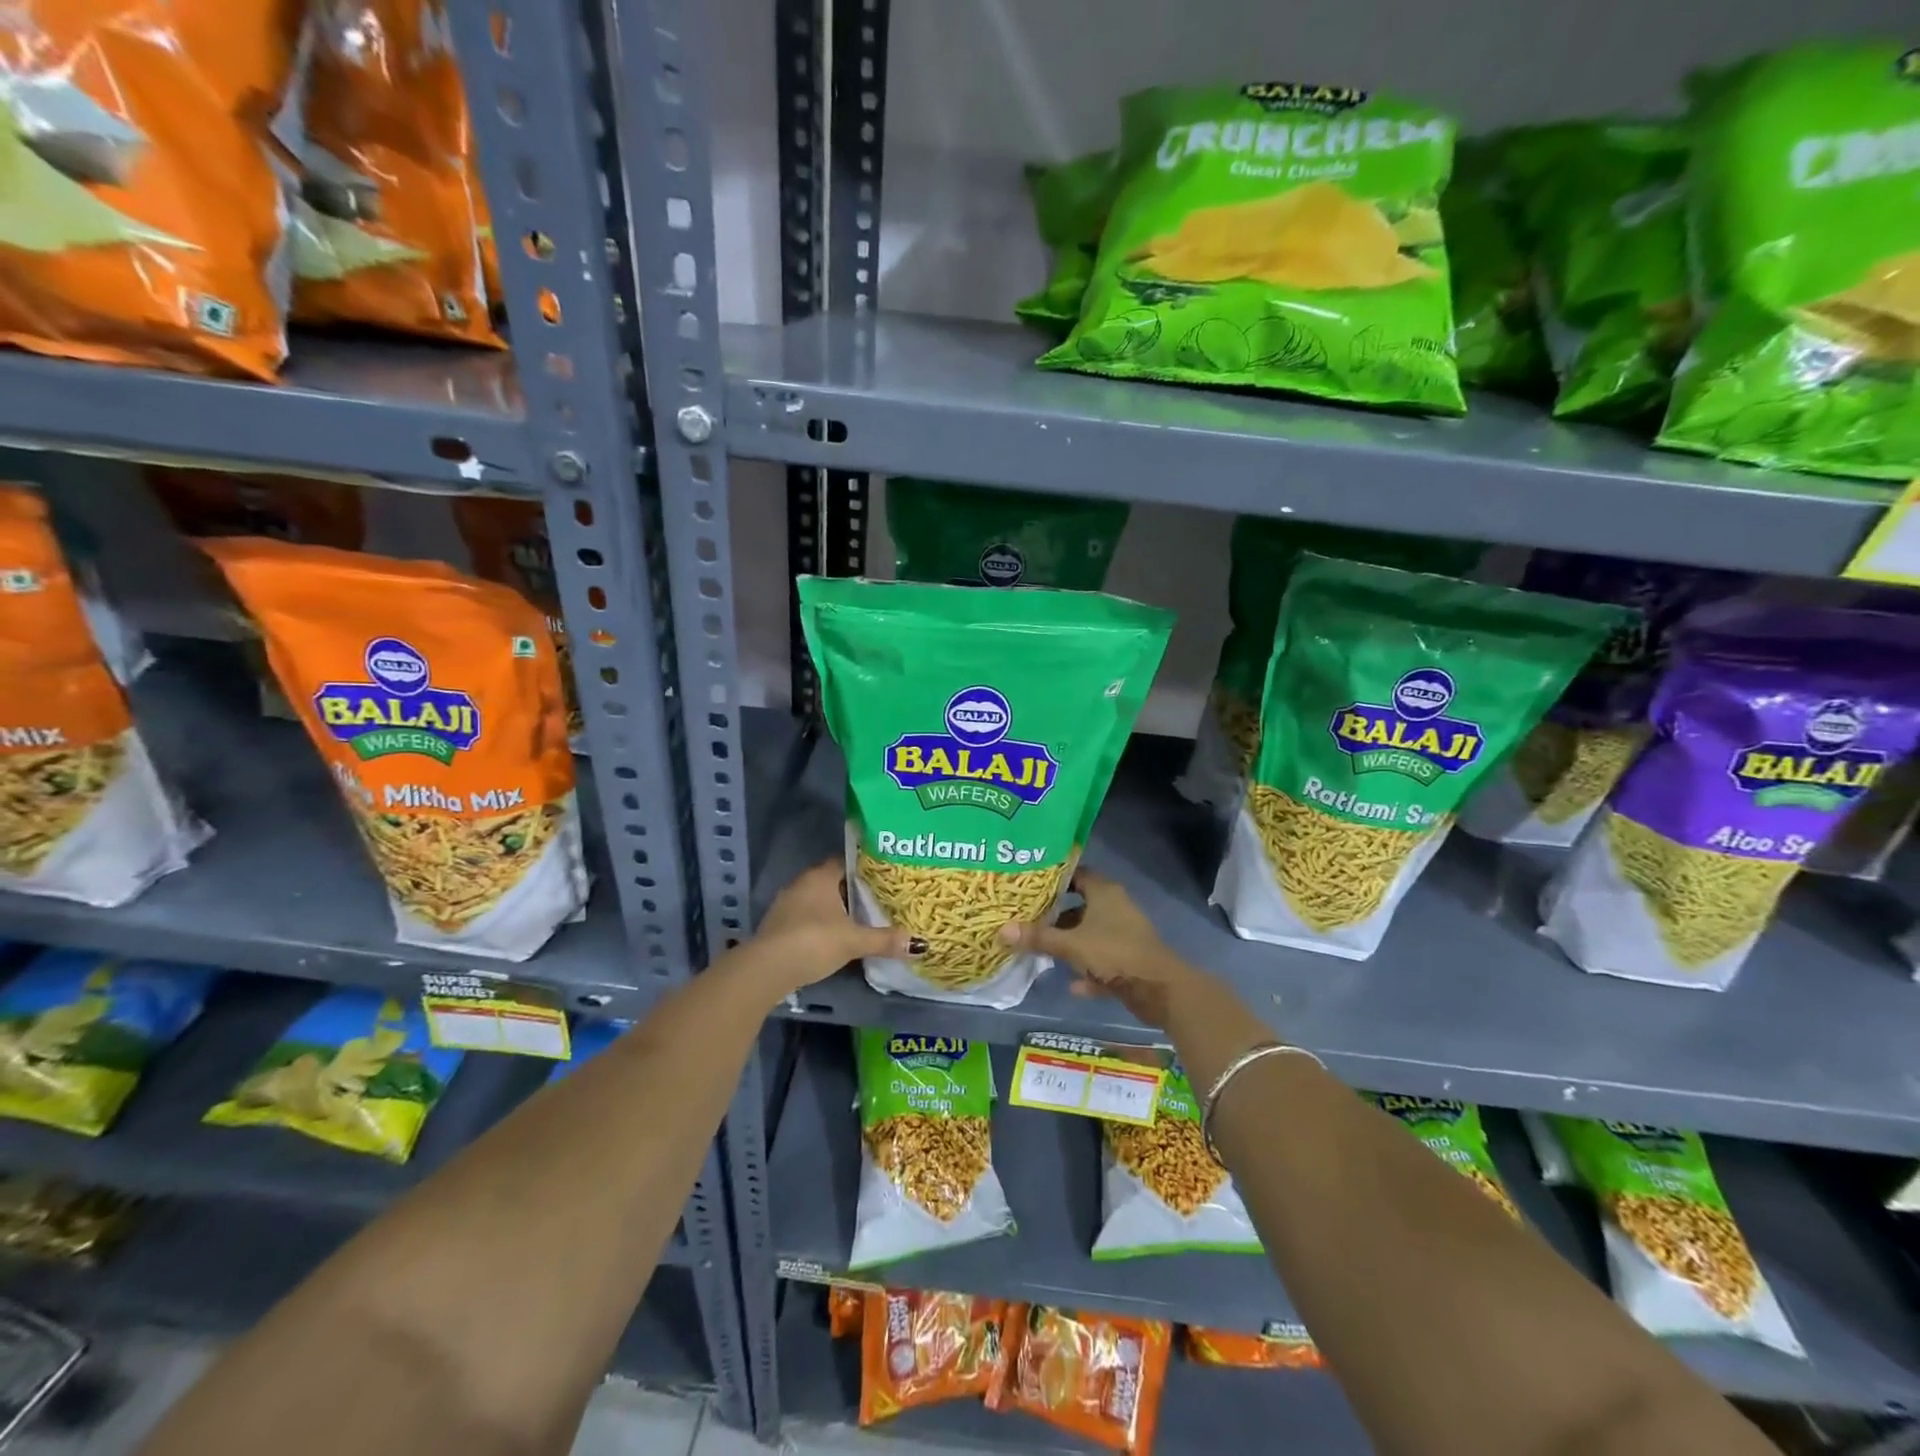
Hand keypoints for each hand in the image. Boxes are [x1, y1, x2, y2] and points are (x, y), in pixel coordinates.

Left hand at [748, 859, 923, 994]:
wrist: (766, 969)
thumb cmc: (813, 942)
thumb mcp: (853, 941)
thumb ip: (884, 940)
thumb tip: (919, 944)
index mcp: (820, 876)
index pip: (846, 861)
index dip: (865, 867)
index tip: (885, 876)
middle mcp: (802, 883)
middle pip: (833, 881)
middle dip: (853, 890)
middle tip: (879, 899)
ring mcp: (786, 904)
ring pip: (818, 900)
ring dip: (835, 909)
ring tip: (860, 919)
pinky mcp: (778, 925)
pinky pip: (806, 916)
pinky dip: (820, 923)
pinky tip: (834, 937)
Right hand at [998, 870, 1201, 1029]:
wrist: (1159, 989)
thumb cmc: (1114, 953)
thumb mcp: (1071, 945)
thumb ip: (1038, 937)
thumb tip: (1001, 930)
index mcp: (1104, 892)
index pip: (1077, 874)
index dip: (1054, 879)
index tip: (1029, 886)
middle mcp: (1115, 908)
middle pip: (1080, 905)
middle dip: (1056, 915)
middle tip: (1027, 918)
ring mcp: (1124, 934)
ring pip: (1090, 934)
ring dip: (1070, 943)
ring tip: (1041, 949)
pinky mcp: (1129, 960)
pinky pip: (1102, 961)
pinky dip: (1088, 970)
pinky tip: (1072, 985)